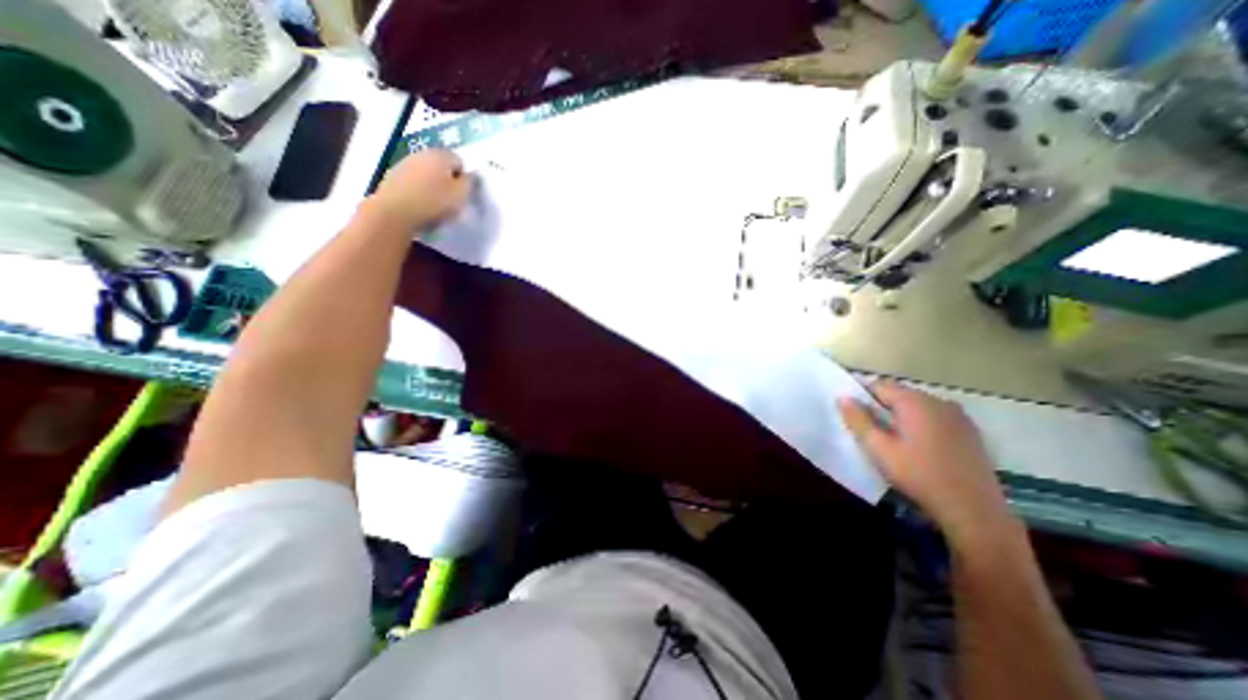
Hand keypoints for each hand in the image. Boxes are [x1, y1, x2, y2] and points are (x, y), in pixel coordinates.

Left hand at [365, 148, 475, 233]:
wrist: (395, 213)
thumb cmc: (434, 202)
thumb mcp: (462, 195)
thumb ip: (470, 182)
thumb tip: (471, 175)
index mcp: (441, 155)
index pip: (459, 161)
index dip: (464, 178)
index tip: (463, 194)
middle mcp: (421, 154)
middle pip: (441, 165)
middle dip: (447, 179)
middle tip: (451, 199)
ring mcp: (404, 164)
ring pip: (426, 173)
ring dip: (432, 184)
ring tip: (435, 204)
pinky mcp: (392, 177)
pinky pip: (413, 182)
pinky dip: (418, 190)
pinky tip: (420, 205)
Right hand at [838, 384, 1022, 546]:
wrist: (974, 510)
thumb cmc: (919, 475)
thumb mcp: (879, 449)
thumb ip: (858, 420)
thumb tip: (842, 397)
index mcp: (915, 402)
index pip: (879, 385)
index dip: (862, 395)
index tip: (854, 413)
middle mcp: (938, 401)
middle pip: (900, 393)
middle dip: (881, 405)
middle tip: (871, 429)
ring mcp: (958, 415)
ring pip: (918, 404)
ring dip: (901, 414)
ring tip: (893, 438)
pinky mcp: (970, 431)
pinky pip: (936, 416)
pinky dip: (921, 423)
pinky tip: (918, 446)